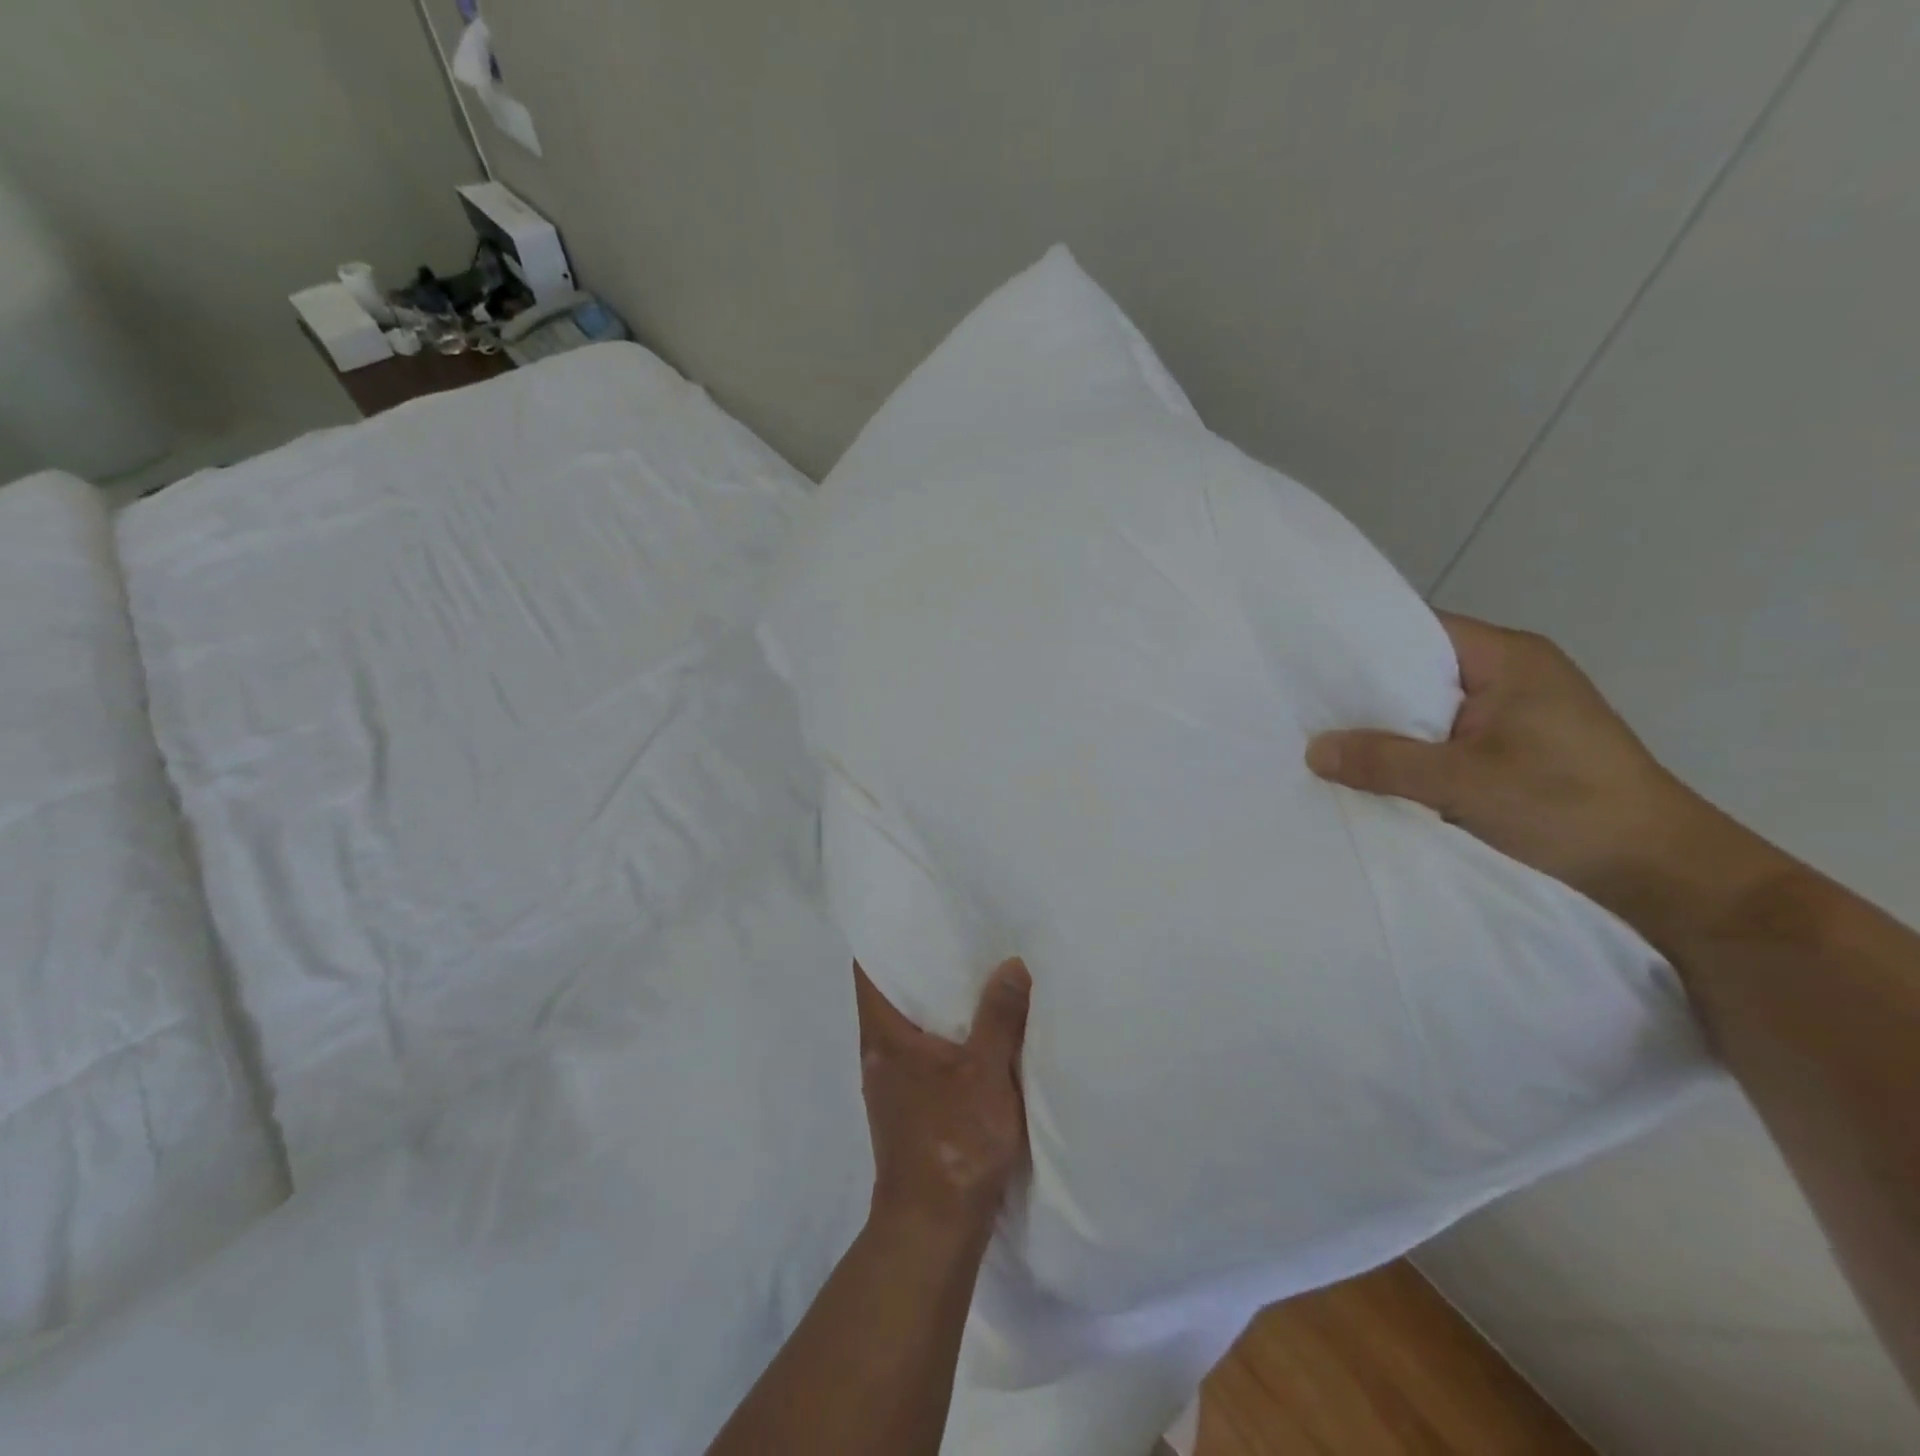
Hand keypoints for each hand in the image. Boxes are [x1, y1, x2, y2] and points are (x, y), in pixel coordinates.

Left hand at [855, 958, 1031, 1241]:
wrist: (933, 1229)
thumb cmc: (952, 1143)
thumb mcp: (985, 1074)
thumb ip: (999, 1017)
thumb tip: (1012, 964)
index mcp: (883, 1035)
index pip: (867, 969)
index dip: (885, 937)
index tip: (913, 910)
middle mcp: (878, 1052)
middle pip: (890, 993)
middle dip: (920, 964)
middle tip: (957, 932)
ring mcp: (891, 1082)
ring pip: (909, 1024)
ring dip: (935, 1001)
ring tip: (973, 971)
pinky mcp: (910, 1106)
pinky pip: (923, 1052)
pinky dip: (944, 1033)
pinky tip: (976, 1029)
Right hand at [1305, 613, 1785, 943]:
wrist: (1661, 873)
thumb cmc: (1568, 807)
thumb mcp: (1464, 782)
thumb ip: (1385, 762)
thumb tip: (1313, 750)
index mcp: (1509, 658)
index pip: (1417, 631)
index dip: (1361, 644)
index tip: (1307, 664)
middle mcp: (1512, 675)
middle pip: (1419, 671)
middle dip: (1366, 692)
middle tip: (1304, 707)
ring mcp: (1516, 714)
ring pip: (1430, 709)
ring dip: (1388, 727)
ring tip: (1326, 738)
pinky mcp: (1516, 749)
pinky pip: (1445, 738)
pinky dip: (1412, 751)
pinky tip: (1374, 769)